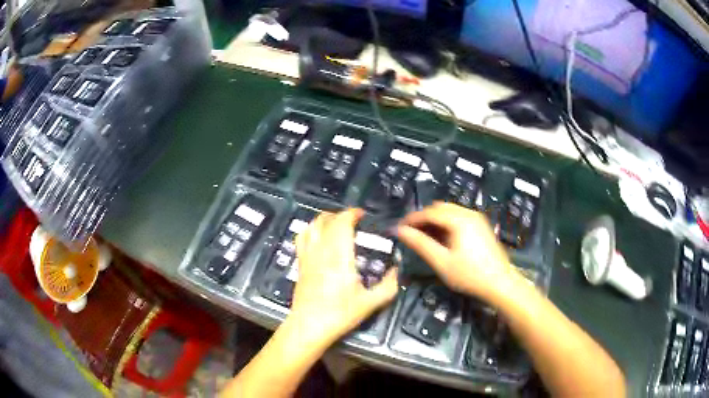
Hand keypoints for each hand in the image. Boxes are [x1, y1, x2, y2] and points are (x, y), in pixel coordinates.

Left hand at [291, 208, 398, 343]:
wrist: (310, 326)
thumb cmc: (340, 314)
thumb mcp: (370, 303)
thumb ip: (388, 286)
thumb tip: (396, 271)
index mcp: (340, 255)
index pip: (342, 223)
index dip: (352, 214)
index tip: (362, 215)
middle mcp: (321, 250)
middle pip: (327, 220)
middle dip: (341, 215)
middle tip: (354, 221)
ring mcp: (307, 256)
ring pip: (312, 226)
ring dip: (325, 219)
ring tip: (336, 224)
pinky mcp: (300, 263)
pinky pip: (301, 238)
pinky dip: (310, 230)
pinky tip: (317, 236)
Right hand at [397, 202, 519, 301]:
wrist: (500, 283)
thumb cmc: (469, 275)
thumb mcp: (441, 262)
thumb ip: (420, 244)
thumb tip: (400, 231)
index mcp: (459, 219)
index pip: (429, 212)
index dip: (412, 219)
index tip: (398, 229)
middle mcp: (468, 213)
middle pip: (439, 208)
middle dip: (423, 218)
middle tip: (410, 234)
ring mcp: (477, 219)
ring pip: (449, 212)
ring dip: (434, 221)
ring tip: (423, 237)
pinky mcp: (481, 226)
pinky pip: (458, 217)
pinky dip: (446, 224)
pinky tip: (441, 239)